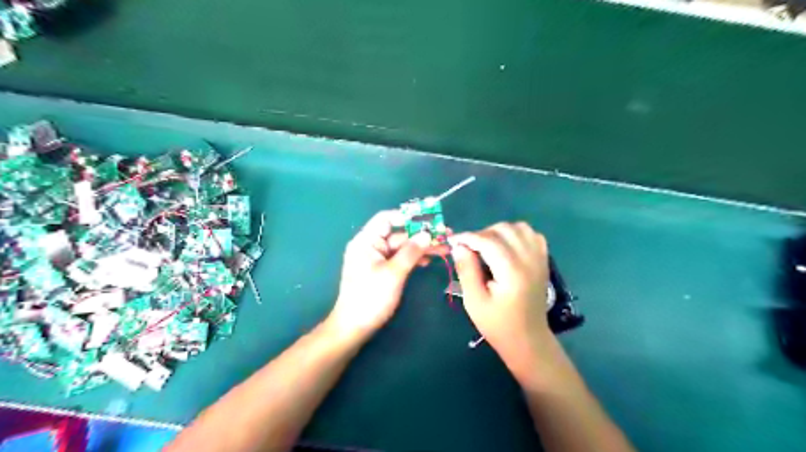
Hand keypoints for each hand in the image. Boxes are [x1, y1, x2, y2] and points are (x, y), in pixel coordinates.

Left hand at [328, 211, 434, 338]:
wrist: (355, 327)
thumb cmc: (371, 297)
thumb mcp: (393, 273)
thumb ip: (411, 251)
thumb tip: (427, 233)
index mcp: (366, 240)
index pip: (387, 218)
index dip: (408, 216)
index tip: (430, 218)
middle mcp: (371, 245)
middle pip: (398, 233)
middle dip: (421, 234)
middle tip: (445, 234)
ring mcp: (377, 258)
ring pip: (402, 246)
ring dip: (421, 247)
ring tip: (444, 248)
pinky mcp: (382, 270)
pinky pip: (400, 258)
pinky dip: (413, 258)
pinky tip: (428, 260)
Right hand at [447, 223, 553, 374]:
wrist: (528, 339)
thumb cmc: (497, 324)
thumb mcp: (474, 301)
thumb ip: (467, 270)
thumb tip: (458, 246)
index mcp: (512, 272)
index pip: (488, 241)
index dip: (468, 237)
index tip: (452, 241)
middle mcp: (529, 260)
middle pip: (504, 230)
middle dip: (482, 233)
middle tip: (469, 248)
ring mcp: (539, 258)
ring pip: (519, 227)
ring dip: (499, 231)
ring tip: (487, 245)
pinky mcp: (543, 261)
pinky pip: (532, 235)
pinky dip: (517, 234)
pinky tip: (507, 246)